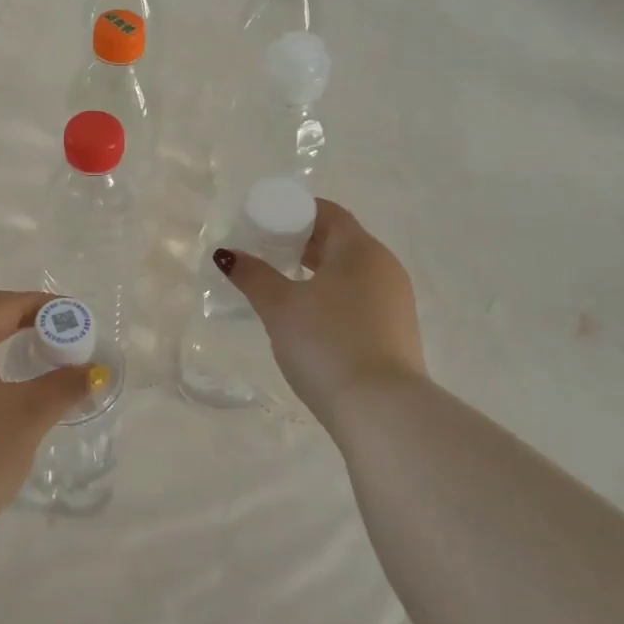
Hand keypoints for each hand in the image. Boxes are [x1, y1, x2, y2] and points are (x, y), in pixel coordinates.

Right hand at [214, 199, 425, 429]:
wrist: (381, 410)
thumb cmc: (327, 343)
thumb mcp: (280, 307)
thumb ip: (253, 276)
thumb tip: (227, 254)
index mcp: (360, 249)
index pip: (328, 213)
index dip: (295, 213)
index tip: (265, 224)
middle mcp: (385, 267)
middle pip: (340, 241)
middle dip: (302, 243)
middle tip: (266, 254)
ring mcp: (396, 301)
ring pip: (351, 272)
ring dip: (318, 272)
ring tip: (283, 286)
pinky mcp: (396, 332)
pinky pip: (360, 298)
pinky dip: (334, 297)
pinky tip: (311, 319)